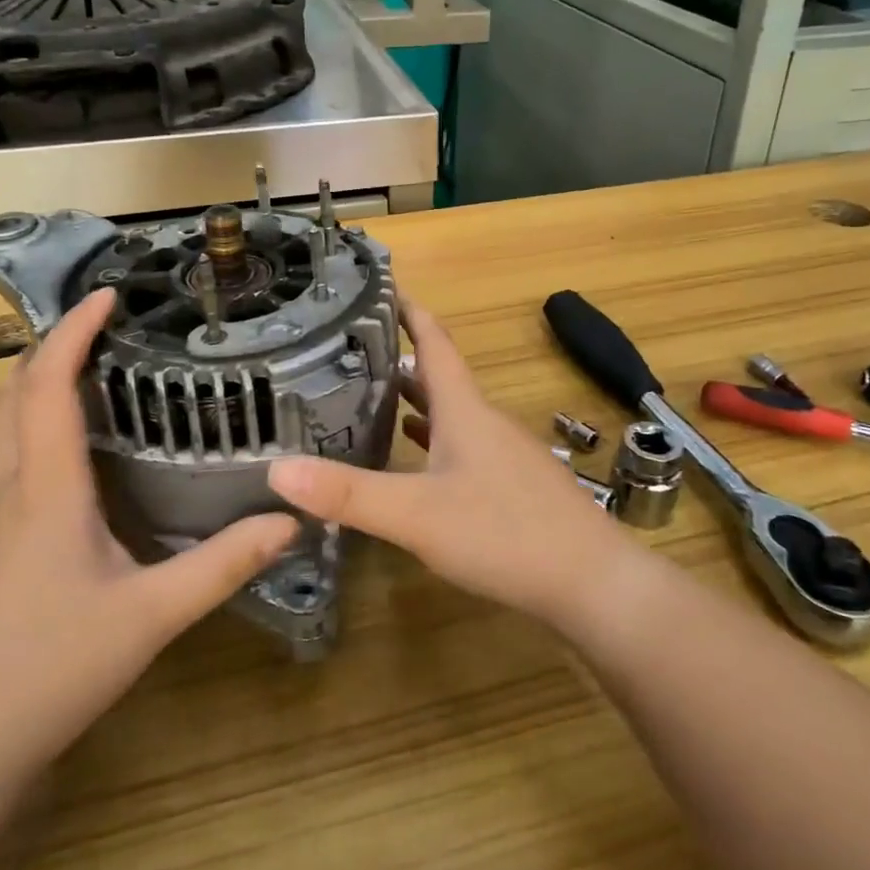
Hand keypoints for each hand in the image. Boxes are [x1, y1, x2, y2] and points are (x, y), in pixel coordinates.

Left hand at [0, 288, 298, 778]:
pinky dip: (22, 427)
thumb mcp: (149, 617)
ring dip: (30, 385)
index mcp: (42, 490)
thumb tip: (289, 521)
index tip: (106, 294)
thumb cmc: (47, 670)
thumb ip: (222, 566)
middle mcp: (0, 490)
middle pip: (10, 394)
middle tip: (98, 327)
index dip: (72, 331)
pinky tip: (56, 458)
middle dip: (48, 347)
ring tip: (81, 374)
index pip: (48, 385)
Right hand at [268, 302, 634, 633]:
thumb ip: (348, 494)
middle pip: (439, 375)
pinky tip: (417, 457)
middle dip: (399, 356)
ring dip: (416, 398)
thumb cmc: (504, 533)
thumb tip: (277, 470)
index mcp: (464, 409)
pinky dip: (434, 438)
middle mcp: (484, 421)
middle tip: (353, 348)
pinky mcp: (512, 486)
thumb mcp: (416, 514)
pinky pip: (462, 445)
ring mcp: (503, 454)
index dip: (410, 312)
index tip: (382, 288)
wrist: (592, 582)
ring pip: (451, 411)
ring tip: (373, 394)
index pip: (434, 342)